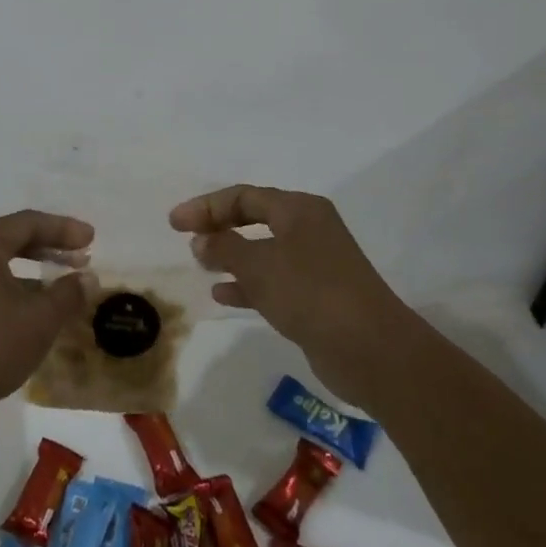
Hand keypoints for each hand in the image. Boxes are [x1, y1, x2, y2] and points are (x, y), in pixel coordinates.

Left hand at [0, 210, 93, 421]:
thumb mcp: (40, 320)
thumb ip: (68, 293)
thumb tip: (87, 279)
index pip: (29, 223)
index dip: (64, 229)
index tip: (92, 239)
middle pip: (12, 237)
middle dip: (50, 246)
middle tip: (81, 256)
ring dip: (33, 267)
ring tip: (62, 281)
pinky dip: (14, 284)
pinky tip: (33, 305)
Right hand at [171, 185, 405, 401]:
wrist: (371, 350)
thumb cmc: (310, 293)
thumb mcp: (258, 265)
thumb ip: (224, 248)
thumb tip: (201, 241)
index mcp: (299, 209)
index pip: (244, 196)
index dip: (206, 206)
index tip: (174, 223)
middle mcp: (309, 229)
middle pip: (254, 218)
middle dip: (219, 226)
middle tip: (187, 237)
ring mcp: (316, 263)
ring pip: (263, 251)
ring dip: (231, 256)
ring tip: (201, 265)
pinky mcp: (318, 296)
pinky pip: (274, 280)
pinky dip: (248, 284)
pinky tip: (223, 295)